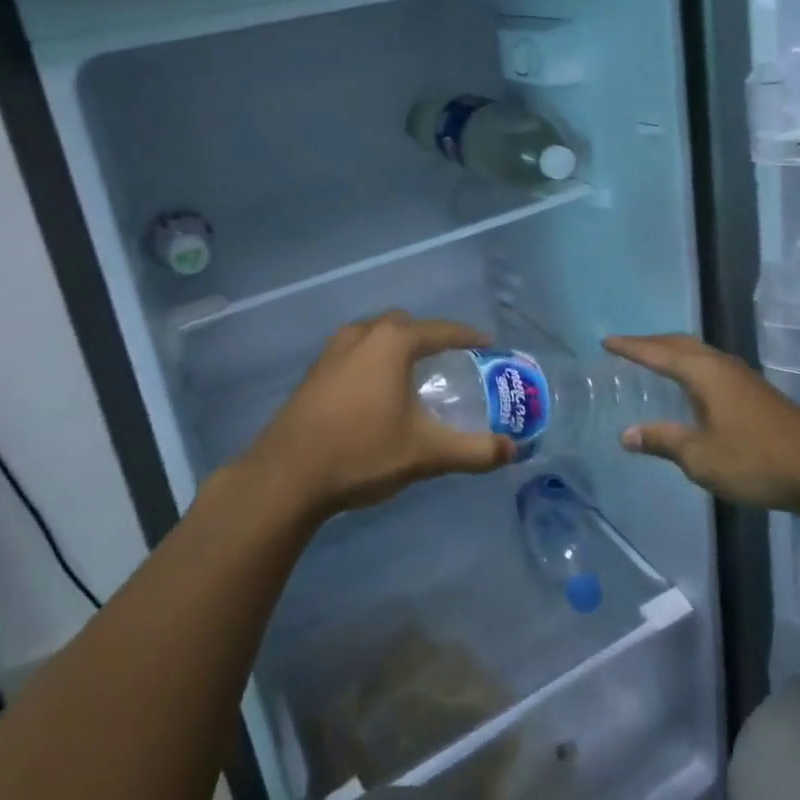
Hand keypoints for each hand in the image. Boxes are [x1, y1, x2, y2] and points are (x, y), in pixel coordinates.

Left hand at [241, 311, 512, 520]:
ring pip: (372, 334)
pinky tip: (374, 392)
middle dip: (428, 336)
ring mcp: (331, 352)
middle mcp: (361, 336)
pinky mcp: (313, 373)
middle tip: (447, 359)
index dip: (466, 336)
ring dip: (395, 345)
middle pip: (403, 324)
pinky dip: (371, 360)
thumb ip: (473, 450)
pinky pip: (353, 352)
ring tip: (411, 372)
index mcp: (392, 343)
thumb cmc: (362, 452)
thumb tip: (512, 450)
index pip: (440, 330)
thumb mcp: (425, 453)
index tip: (487, 344)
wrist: (287, 475)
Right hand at [604, 333, 799, 511]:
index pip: (657, 353)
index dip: (630, 347)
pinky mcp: (756, 392)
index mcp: (703, 373)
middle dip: (651, 342)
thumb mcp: (699, 457)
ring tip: (655, 359)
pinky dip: (691, 365)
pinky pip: (712, 365)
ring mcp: (743, 376)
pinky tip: (693, 385)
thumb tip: (627, 434)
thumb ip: (662, 441)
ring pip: (699, 352)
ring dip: (673, 351)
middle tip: (627, 347)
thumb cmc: (754, 460)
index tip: (606, 342)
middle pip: (680, 344)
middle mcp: (721, 365)